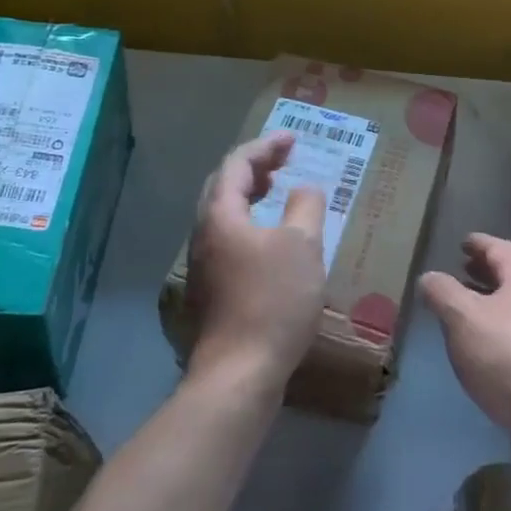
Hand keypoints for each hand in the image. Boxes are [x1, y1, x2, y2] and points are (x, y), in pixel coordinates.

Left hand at [185, 131, 327, 390]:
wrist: (240, 372)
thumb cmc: (273, 300)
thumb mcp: (302, 246)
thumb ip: (306, 207)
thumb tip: (304, 190)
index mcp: (221, 215)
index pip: (237, 164)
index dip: (265, 146)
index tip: (293, 139)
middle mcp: (204, 233)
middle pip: (223, 185)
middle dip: (254, 166)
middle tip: (284, 159)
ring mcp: (204, 263)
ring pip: (223, 213)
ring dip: (250, 194)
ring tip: (277, 189)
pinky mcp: (212, 287)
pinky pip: (228, 236)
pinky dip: (250, 221)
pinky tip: (271, 237)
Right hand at [419, 234, 510, 439]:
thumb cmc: (507, 358)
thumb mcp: (463, 319)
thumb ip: (442, 293)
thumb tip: (429, 277)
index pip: (500, 249)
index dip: (479, 243)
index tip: (463, 242)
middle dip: (486, 272)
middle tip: (463, 270)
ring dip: (493, 302)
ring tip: (468, 310)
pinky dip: (501, 329)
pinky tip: (486, 349)